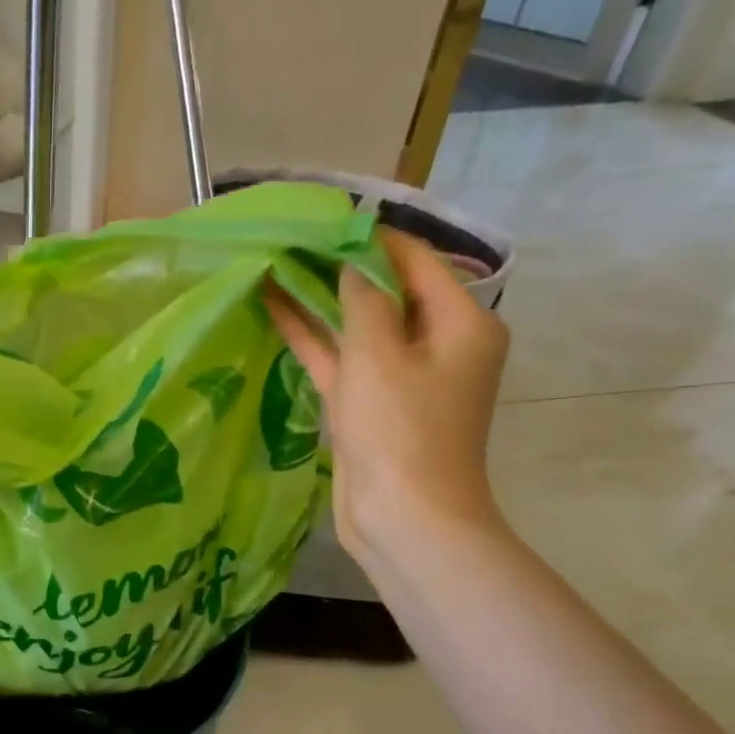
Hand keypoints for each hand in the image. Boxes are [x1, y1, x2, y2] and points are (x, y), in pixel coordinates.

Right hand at [267, 232, 509, 564]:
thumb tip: (355, 253)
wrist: (404, 517)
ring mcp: (401, 375)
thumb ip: (364, 297)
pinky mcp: (370, 403)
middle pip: (384, 289)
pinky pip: (341, 357)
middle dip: (338, 265)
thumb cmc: (401, 430)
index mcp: (460, 322)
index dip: (370, 235)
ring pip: (356, 324)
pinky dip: (313, 337)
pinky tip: (275, 310)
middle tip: (289, 238)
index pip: (414, 259)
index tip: (321, 216)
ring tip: (274, 264)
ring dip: (320, 298)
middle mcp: (436, 342)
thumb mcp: (380, 354)